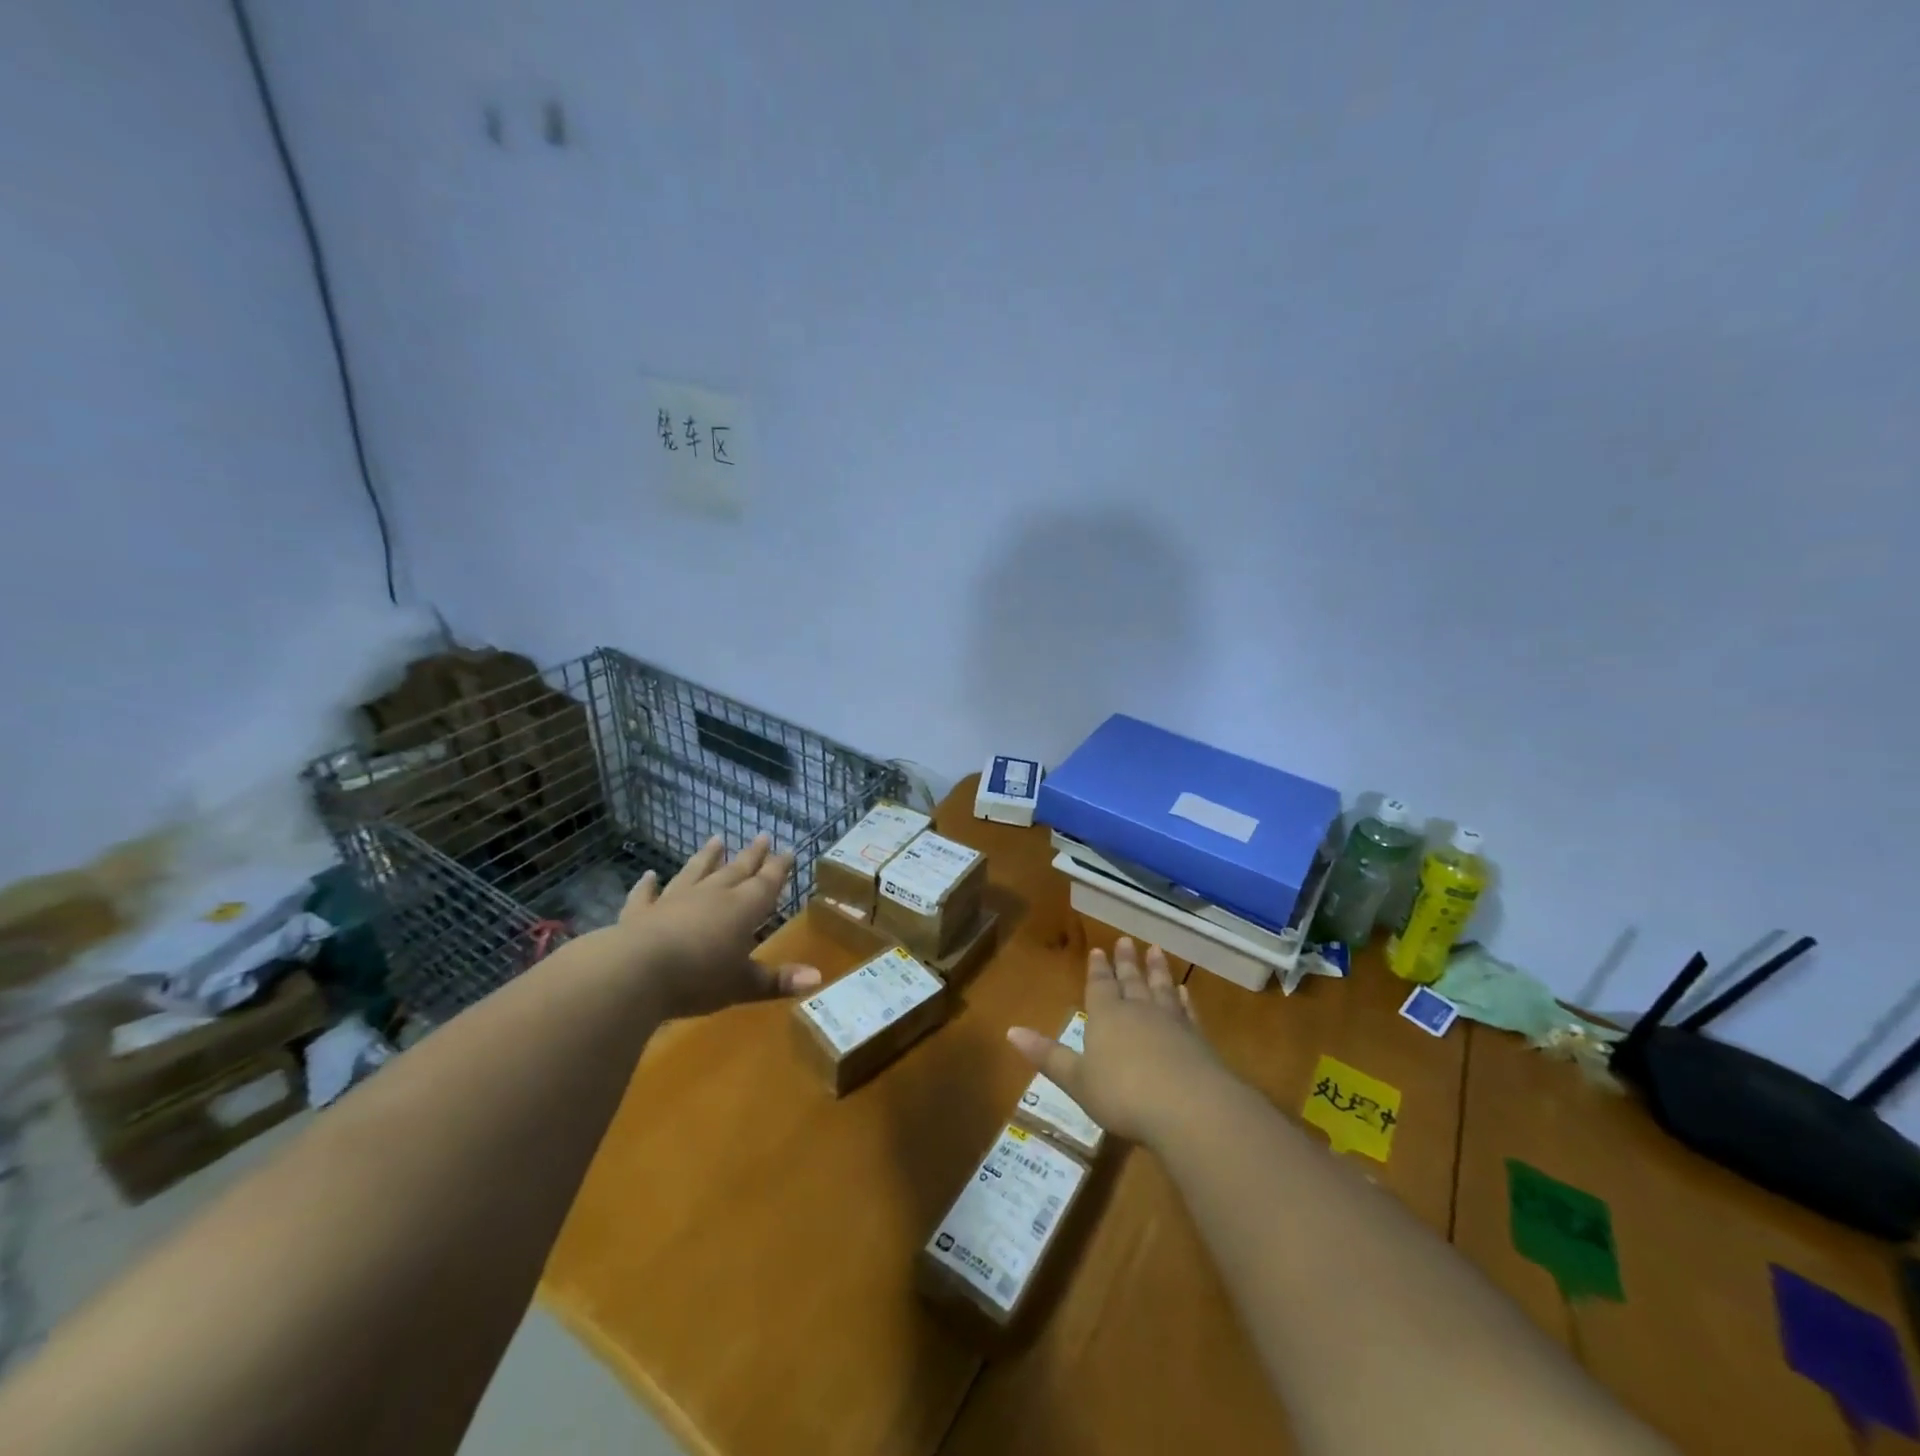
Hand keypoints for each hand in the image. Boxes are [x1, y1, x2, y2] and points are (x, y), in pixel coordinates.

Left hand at [609, 833, 820, 1018]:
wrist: (635, 972)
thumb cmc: (698, 978)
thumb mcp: (743, 985)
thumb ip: (778, 980)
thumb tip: (818, 977)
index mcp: (742, 909)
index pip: (767, 883)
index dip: (779, 868)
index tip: (788, 850)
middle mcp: (712, 896)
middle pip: (736, 870)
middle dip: (752, 855)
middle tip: (763, 835)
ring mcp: (674, 900)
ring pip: (695, 872)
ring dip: (707, 857)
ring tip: (716, 840)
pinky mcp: (640, 913)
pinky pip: (646, 894)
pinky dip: (648, 885)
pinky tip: (649, 875)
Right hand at [1006, 937, 1224, 1143]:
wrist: (1188, 1107)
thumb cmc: (1122, 1094)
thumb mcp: (1077, 1079)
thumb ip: (1047, 1055)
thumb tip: (1010, 1030)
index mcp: (1106, 1016)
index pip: (1099, 985)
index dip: (1098, 969)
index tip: (1099, 950)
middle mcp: (1138, 1010)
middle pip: (1131, 980)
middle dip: (1127, 961)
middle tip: (1127, 940)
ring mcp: (1171, 1022)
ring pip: (1161, 988)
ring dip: (1157, 969)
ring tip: (1156, 951)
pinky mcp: (1197, 1039)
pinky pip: (1188, 1011)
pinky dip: (1184, 999)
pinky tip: (1185, 992)